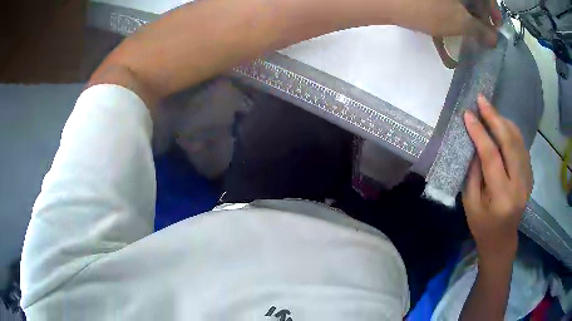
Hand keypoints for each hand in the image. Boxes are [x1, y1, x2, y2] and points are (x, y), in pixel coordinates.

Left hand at [389, 0, 501, 45]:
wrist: (387, 1)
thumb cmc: (429, 8)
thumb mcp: (460, 22)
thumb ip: (480, 30)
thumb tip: (493, 39)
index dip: (493, 11)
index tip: (496, 26)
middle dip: (481, 13)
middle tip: (484, 32)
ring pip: (460, 0)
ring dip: (467, 13)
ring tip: (469, 30)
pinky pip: (446, 2)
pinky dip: (452, 10)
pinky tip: (452, 22)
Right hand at [462, 95, 532, 263]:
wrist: (502, 240)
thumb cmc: (482, 226)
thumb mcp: (470, 203)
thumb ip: (473, 173)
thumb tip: (474, 143)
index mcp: (502, 196)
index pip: (491, 157)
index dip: (479, 133)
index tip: (468, 115)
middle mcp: (519, 185)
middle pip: (509, 143)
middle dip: (495, 118)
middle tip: (482, 100)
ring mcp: (527, 179)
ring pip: (518, 141)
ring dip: (504, 122)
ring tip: (490, 110)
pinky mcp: (529, 175)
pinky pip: (522, 147)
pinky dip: (512, 132)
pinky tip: (502, 124)